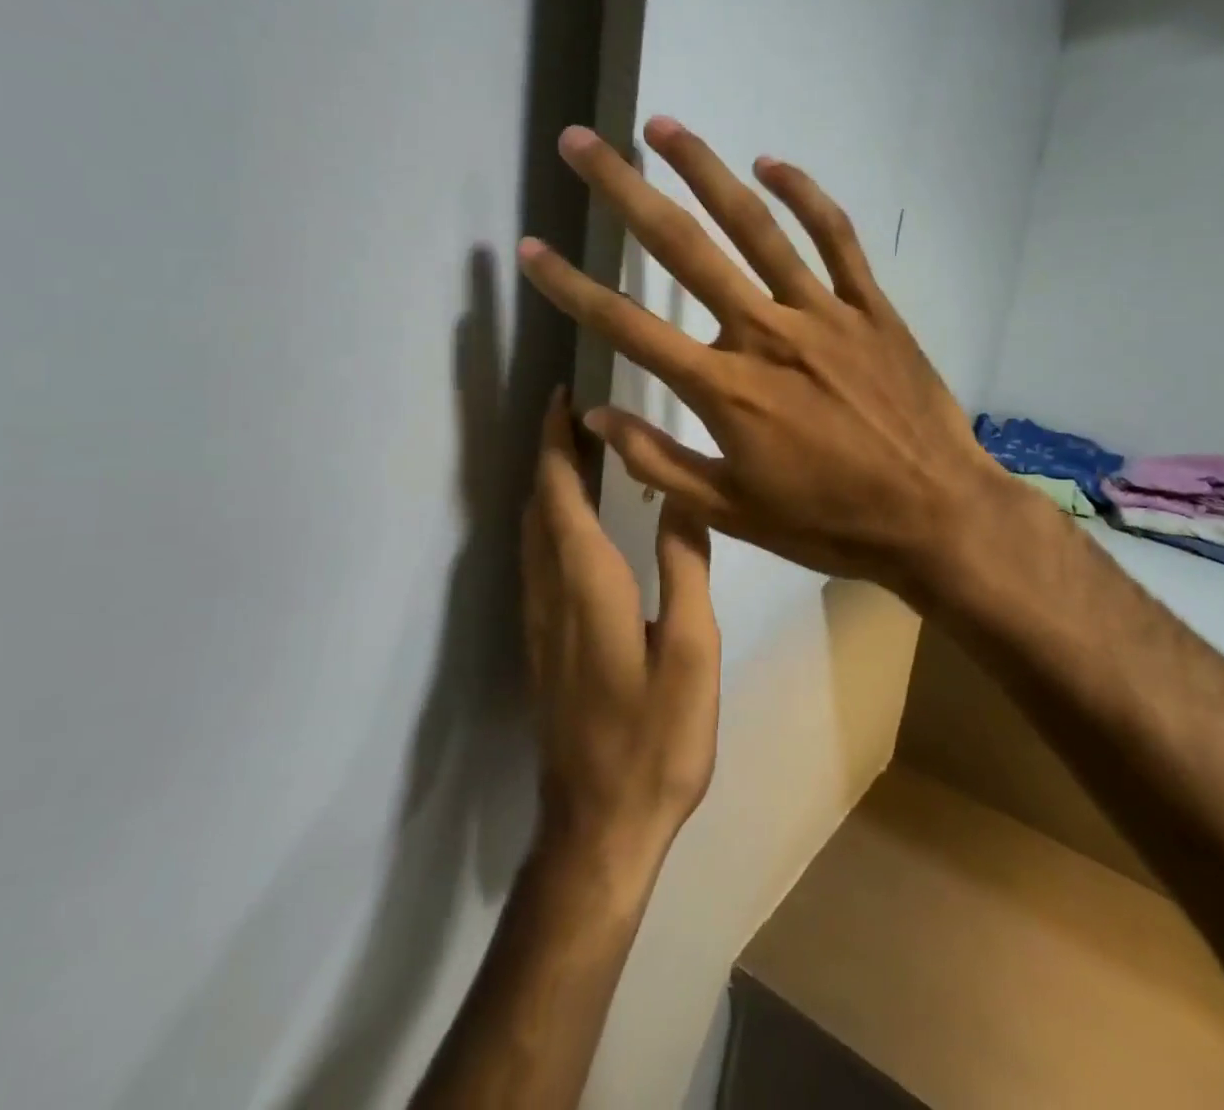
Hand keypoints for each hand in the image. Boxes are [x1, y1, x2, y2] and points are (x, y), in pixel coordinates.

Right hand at [517, 118, 1005, 610]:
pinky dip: (804, 195)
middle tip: (580, 143)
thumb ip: (660, 462)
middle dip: (623, 192)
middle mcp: (765, 333)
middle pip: (683, 250)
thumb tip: (594, 417)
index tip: (531, 248)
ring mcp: (823, 312)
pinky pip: (835, 237)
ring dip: (704, 170)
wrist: (935, 516)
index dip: (572, 287)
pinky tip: (771, 163)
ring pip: (755, 225)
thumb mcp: (733, 512)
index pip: (629, 327)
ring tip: (662, 127)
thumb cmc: (830, 523)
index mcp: (725, 390)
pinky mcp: (870, 307)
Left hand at [522, 388, 720, 879]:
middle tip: (574, 413)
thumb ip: (686, 568)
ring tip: (578, 453)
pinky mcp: (542, 644)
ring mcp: (540, 621)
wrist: (598, 826)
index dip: (558, 441)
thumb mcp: (693, 652)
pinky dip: (549, 519)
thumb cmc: (656, 739)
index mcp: (587, 584)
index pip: (560, 493)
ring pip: (531, 532)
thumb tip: (681, 497)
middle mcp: (551, 593)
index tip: (564, 397)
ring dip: (547, 484)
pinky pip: (536, 559)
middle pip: (538, 505)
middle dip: (550, 452)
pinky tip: (574, 523)